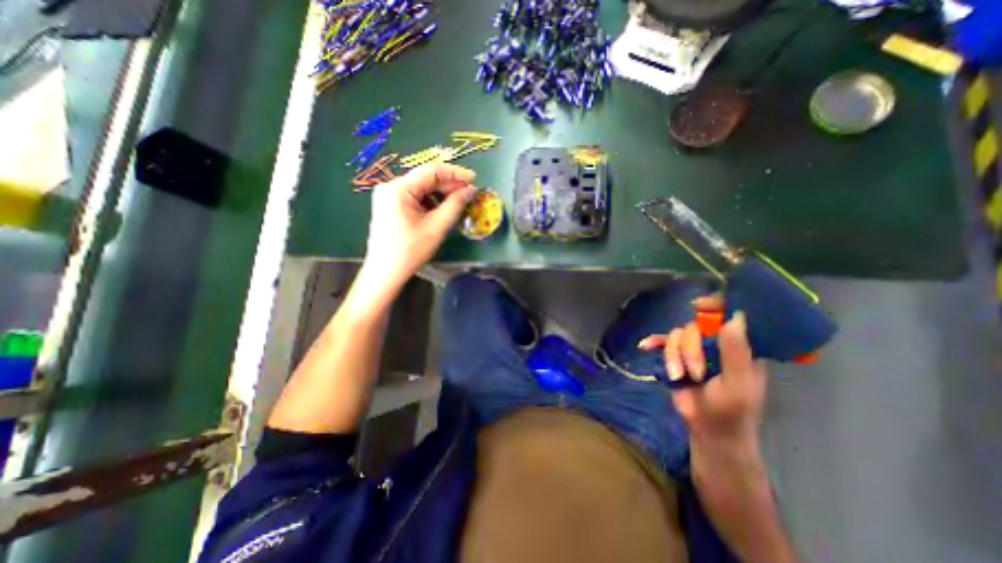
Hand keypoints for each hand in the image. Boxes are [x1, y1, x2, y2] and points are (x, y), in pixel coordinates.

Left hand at [365, 161, 475, 290]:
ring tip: (458, 203)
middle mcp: (390, 186)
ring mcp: (388, 196)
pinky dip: (430, 201)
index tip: (474, 179)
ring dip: (440, 194)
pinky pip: (414, 197)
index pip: (431, 171)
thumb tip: (470, 190)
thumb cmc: (411, 251)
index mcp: (399, 188)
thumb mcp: (437, 227)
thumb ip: (455, 205)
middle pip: (425, 179)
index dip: (455, 173)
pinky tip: (441, 210)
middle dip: (448, 185)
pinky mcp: (390, 205)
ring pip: (421, 188)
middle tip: (469, 193)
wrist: (385, 272)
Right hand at [637, 297, 767, 445]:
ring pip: (675, 336)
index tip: (699, 305)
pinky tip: (645, 346)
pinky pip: (661, 343)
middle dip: (689, 349)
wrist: (708, 429)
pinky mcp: (675, 357)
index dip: (715, 305)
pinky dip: (654, 343)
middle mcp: (715, 342)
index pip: (729, 315)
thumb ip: (736, 353)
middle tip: (695, 373)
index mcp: (738, 345)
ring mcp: (693, 349)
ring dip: (673, 356)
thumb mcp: (738, 384)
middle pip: (694, 326)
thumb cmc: (732, 410)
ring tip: (678, 376)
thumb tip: (734, 318)